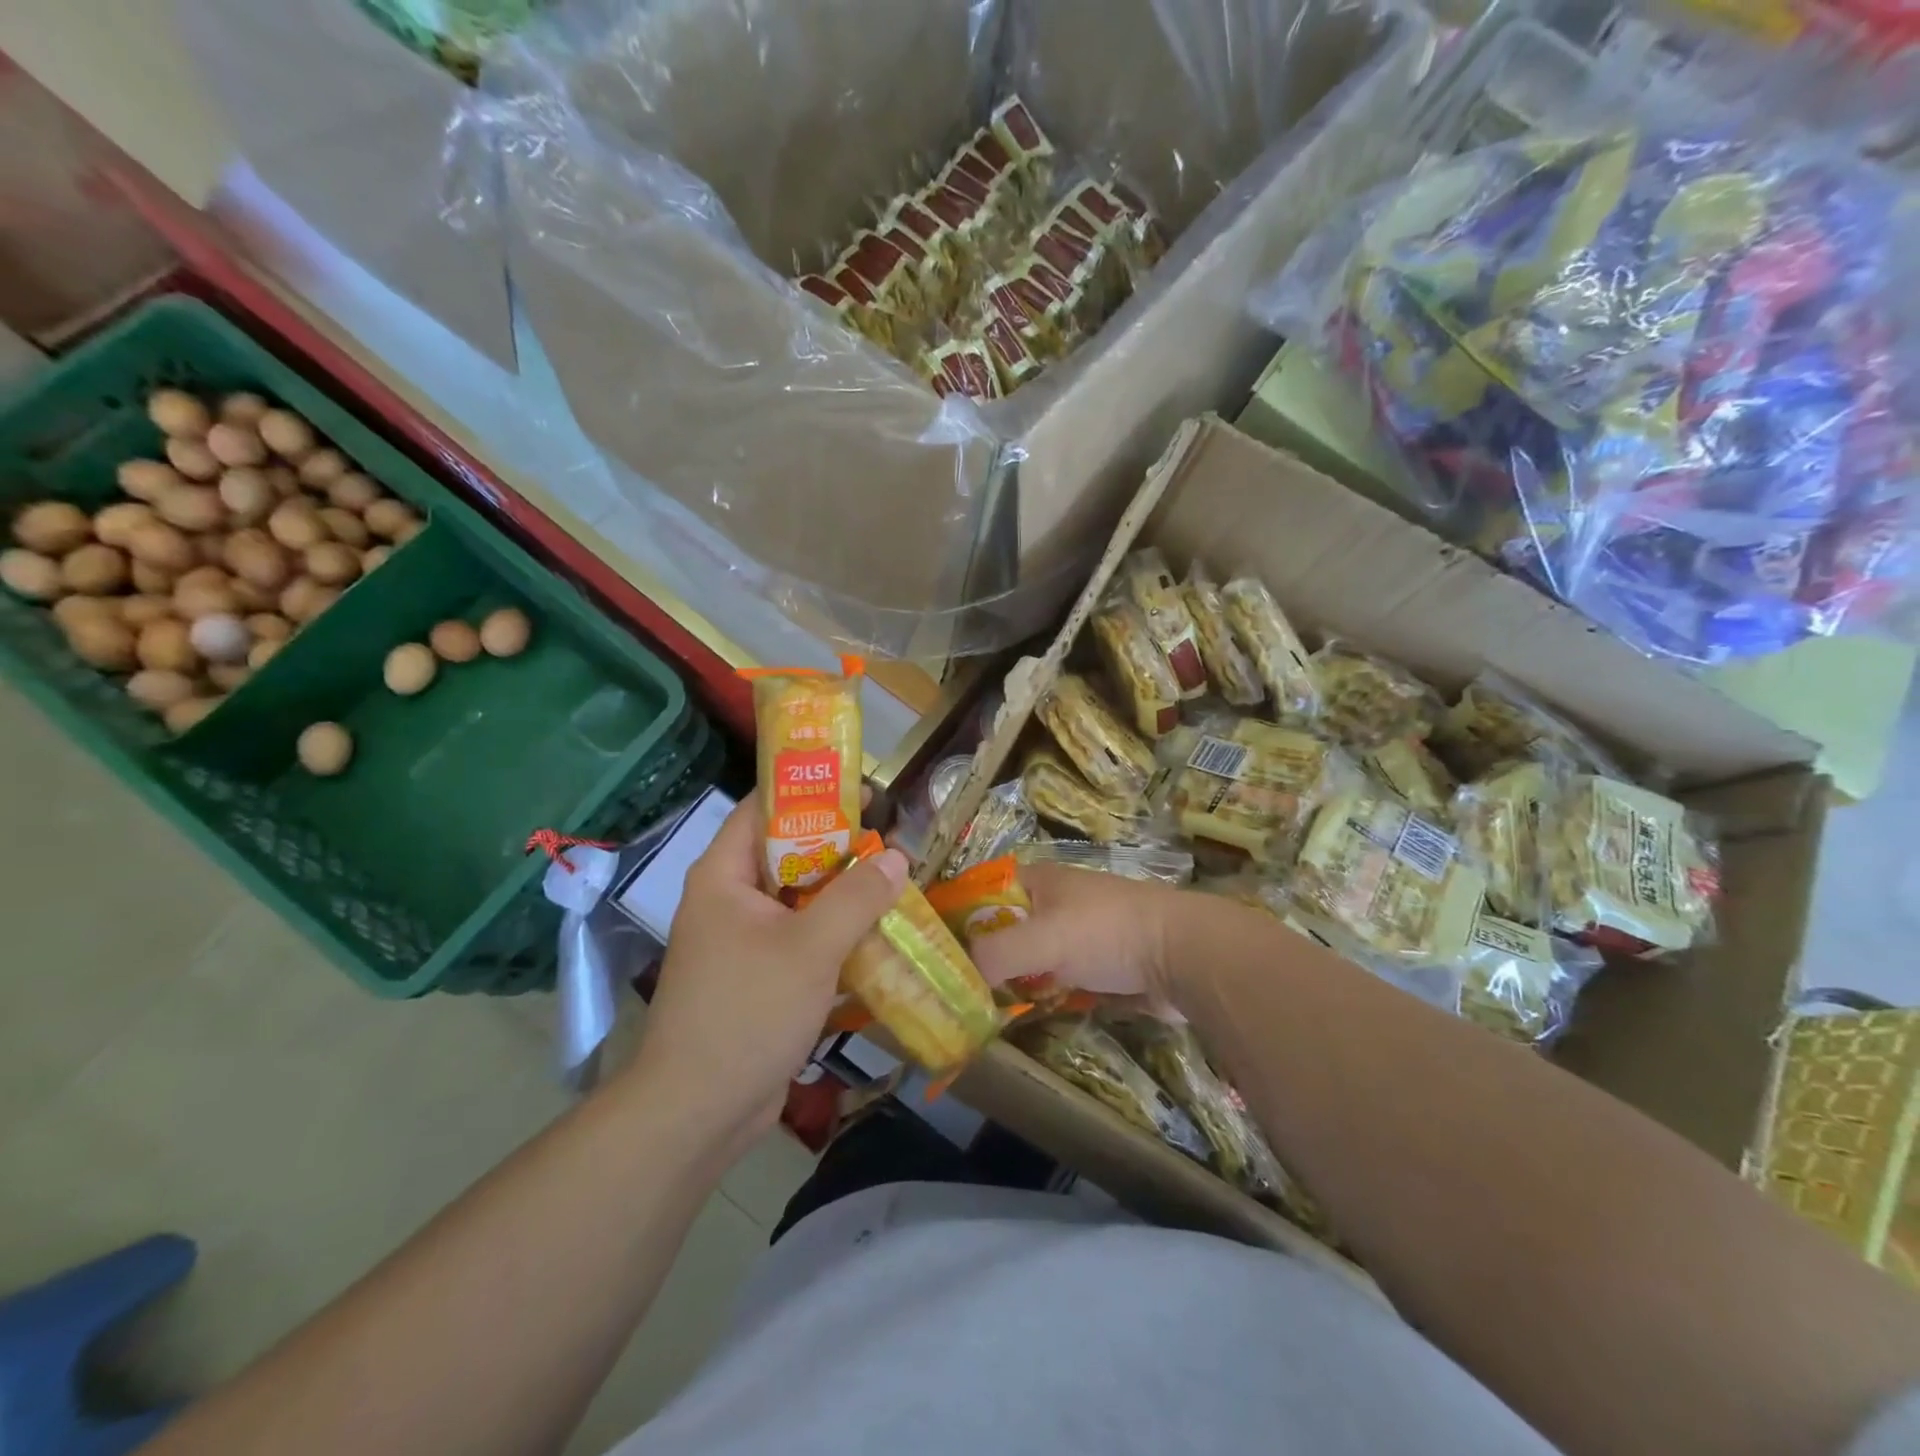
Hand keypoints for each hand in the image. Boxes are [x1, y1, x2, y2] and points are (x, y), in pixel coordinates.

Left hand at [627, 793, 908, 1153]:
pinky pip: (800, 938)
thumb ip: (857, 897)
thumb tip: (897, 857)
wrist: (698, 1111)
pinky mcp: (757, 976)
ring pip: (798, 899)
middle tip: (891, 841)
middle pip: (787, 854)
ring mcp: (741, 941)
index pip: (762, 809)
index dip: (809, 792)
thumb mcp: (811, 947)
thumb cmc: (748, 1011)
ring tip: (894, 883)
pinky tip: (876, 936)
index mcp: (724, 876)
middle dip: (839, 848)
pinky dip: (834, 933)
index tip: (862, 790)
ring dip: (842, 894)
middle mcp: (728, 900)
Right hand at [968, 863, 1186, 1000]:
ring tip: (978, 1009)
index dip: (956, 916)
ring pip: (1029, 957)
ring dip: (1010, 980)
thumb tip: (961, 979)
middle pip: (1004, 927)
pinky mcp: (1098, 965)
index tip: (931, 951)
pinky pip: (1055, 979)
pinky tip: (1022, 1016)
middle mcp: (1054, 902)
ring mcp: (1078, 934)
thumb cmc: (1107, 933)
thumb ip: (995, 955)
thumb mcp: (1043, 939)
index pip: (982, 891)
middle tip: (951, 989)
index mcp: (1038, 881)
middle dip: (981, 955)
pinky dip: (1039, 994)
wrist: (1183, 955)